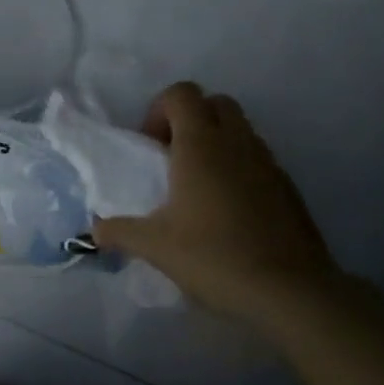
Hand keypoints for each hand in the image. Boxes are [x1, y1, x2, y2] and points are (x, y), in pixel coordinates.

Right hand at [93, 82, 338, 318]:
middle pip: (214, 103)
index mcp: (201, 145)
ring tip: (196, 189)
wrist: (288, 290)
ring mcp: (268, 162)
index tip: (150, 148)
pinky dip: (238, 169)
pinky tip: (226, 212)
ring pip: (239, 130)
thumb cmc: (213, 256)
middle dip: (189, 120)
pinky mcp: (288, 187)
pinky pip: (257, 160)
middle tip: (171, 160)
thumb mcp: (155, 246)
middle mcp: (237, 143)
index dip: (159, 111)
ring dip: (215, 144)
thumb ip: (119, 232)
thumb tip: (95, 230)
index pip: (182, 94)